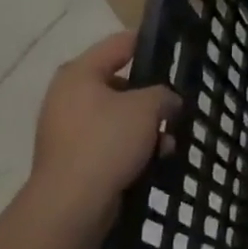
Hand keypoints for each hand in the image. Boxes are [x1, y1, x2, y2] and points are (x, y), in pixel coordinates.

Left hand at [23, 32, 177, 238]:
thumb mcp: (146, 108)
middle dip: (152, 96)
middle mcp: (69, 96)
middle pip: (121, 83)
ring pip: (119, 117)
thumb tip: (168, 101)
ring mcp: (69, 129)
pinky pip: (111, 143)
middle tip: (178, 104)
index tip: (175, 48)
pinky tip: (157, 160)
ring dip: (147, 126)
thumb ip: (164, 95)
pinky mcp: (75, 158)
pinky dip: (134, 148)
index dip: (149, 42)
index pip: (120, 43)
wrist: (71, 205)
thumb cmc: (106, 142)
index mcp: (79, 73)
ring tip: (170, 141)